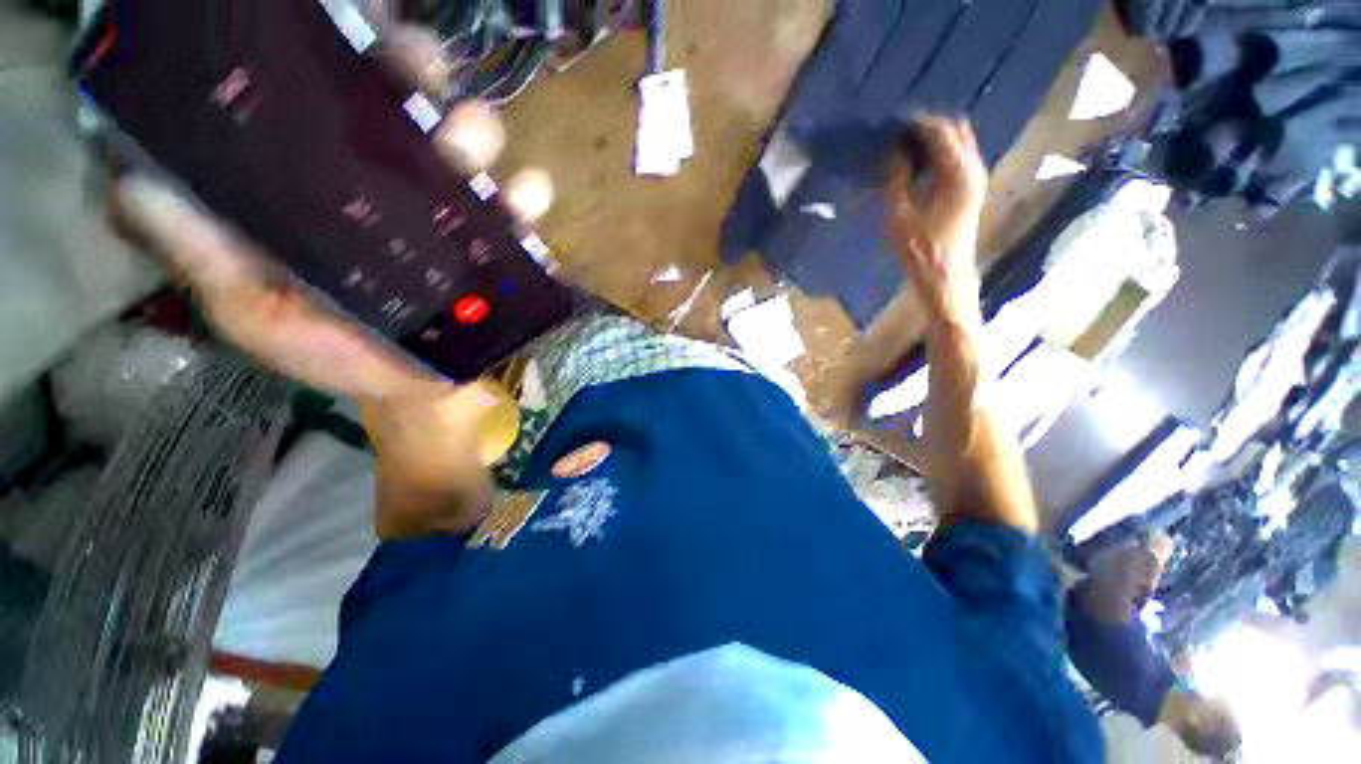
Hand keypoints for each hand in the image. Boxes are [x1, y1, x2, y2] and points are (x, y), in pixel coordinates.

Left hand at [111, 31, 546, 403]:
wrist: (413, 390)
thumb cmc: (331, 350)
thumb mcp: (253, 307)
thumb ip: (206, 253)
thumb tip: (136, 184)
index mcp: (337, 179)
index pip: (341, 91)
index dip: (348, 50)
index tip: (349, 28)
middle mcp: (403, 177)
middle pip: (419, 96)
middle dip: (422, 73)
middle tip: (418, 79)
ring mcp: (462, 210)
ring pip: (482, 143)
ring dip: (479, 135)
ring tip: (466, 161)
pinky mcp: (507, 245)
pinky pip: (528, 207)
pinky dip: (530, 198)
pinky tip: (521, 208)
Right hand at [886, 117, 987, 325]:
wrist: (945, 275)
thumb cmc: (920, 248)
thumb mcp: (899, 214)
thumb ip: (897, 178)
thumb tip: (894, 152)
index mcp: (958, 172)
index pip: (940, 130)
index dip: (916, 122)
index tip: (892, 122)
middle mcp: (974, 168)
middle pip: (955, 130)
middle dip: (928, 125)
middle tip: (898, 132)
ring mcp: (976, 178)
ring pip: (959, 142)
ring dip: (935, 138)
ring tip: (905, 145)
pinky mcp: (972, 189)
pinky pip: (959, 157)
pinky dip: (941, 152)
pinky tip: (919, 162)